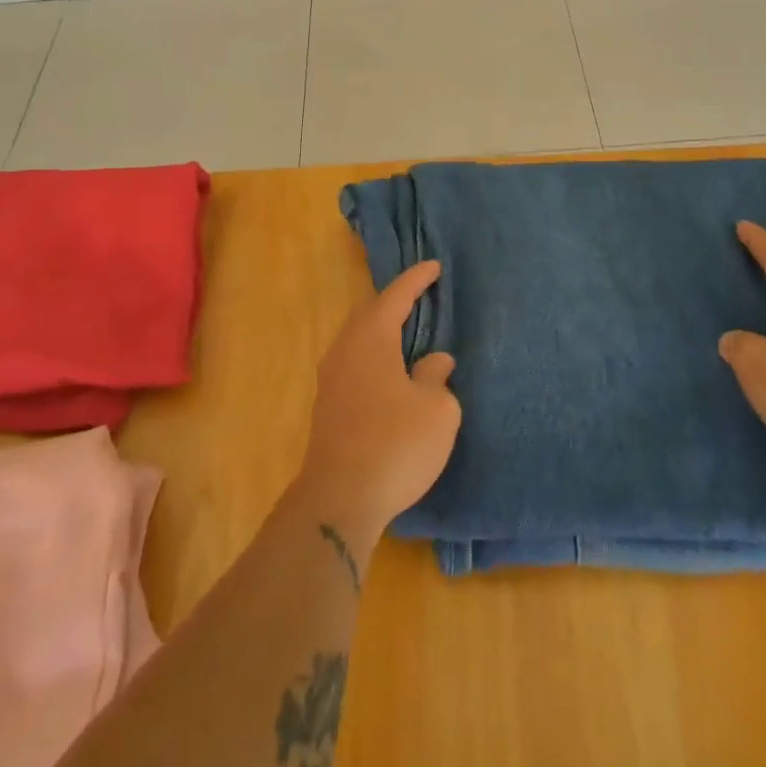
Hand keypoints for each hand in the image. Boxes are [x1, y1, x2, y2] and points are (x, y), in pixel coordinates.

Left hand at [293, 260, 460, 549]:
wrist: (340, 499)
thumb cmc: (396, 444)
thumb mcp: (436, 409)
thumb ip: (437, 376)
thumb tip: (433, 362)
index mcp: (371, 339)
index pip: (395, 296)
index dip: (416, 280)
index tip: (434, 267)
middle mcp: (345, 350)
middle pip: (370, 313)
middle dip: (394, 301)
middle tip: (420, 295)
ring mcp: (331, 378)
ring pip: (358, 339)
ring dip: (382, 330)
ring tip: (407, 330)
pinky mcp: (328, 405)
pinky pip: (355, 362)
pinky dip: (375, 354)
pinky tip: (390, 370)